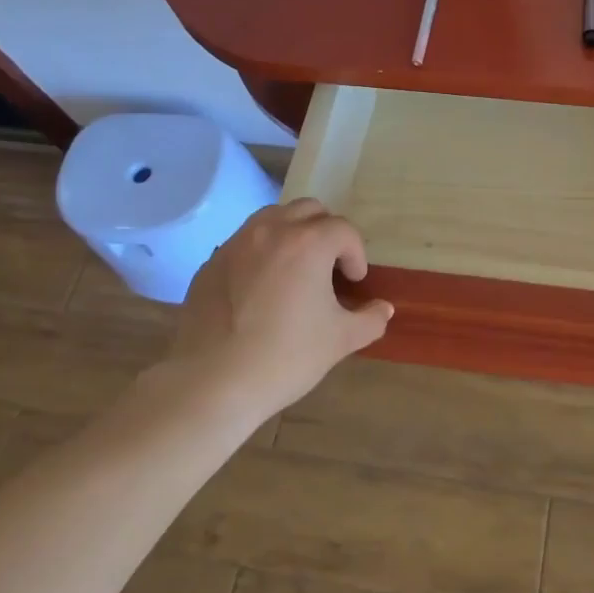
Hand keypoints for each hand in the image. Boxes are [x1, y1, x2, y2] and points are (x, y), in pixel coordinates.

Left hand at [146, 199, 392, 427]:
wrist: (212, 383)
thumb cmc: (286, 357)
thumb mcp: (340, 341)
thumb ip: (370, 319)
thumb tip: (383, 309)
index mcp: (308, 243)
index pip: (343, 230)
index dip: (356, 255)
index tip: (354, 283)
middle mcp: (271, 231)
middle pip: (308, 210)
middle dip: (326, 232)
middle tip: (330, 268)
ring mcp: (235, 244)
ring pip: (272, 218)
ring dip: (292, 234)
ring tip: (296, 269)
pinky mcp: (210, 264)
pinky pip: (244, 243)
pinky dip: (260, 253)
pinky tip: (261, 290)